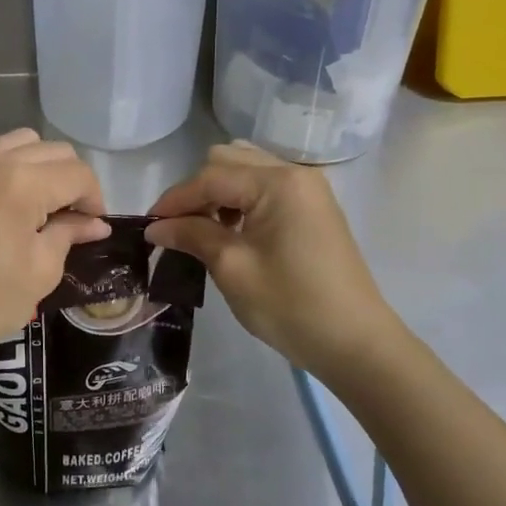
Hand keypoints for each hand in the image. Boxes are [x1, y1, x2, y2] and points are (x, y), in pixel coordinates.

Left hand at [0, 106, 109, 365]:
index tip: (91, 225)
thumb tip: (94, 222)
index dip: (93, 199)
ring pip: (11, 139)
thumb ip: (69, 234)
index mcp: (24, 185)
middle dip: (68, 181)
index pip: (77, 174)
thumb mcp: (42, 272)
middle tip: (65, 218)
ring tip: (30, 197)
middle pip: (50, 151)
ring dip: (31, 162)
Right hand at [146, 142, 402, 379]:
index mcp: (277, 183)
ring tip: (205, 230)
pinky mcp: (313, 207)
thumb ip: (192, 236)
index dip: (175, 200)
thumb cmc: (291, 306)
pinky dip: (241, 200)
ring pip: (246, 170)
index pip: (211, 177)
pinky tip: (233, 231)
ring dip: (219, 192)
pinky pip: (265, 186)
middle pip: (228, 161)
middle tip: (179, 228)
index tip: (149, 226)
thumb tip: (156, 227)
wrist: (357, 344)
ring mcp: (308, 189)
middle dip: (197, 191)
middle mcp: (294, 173)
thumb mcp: (233, 269)